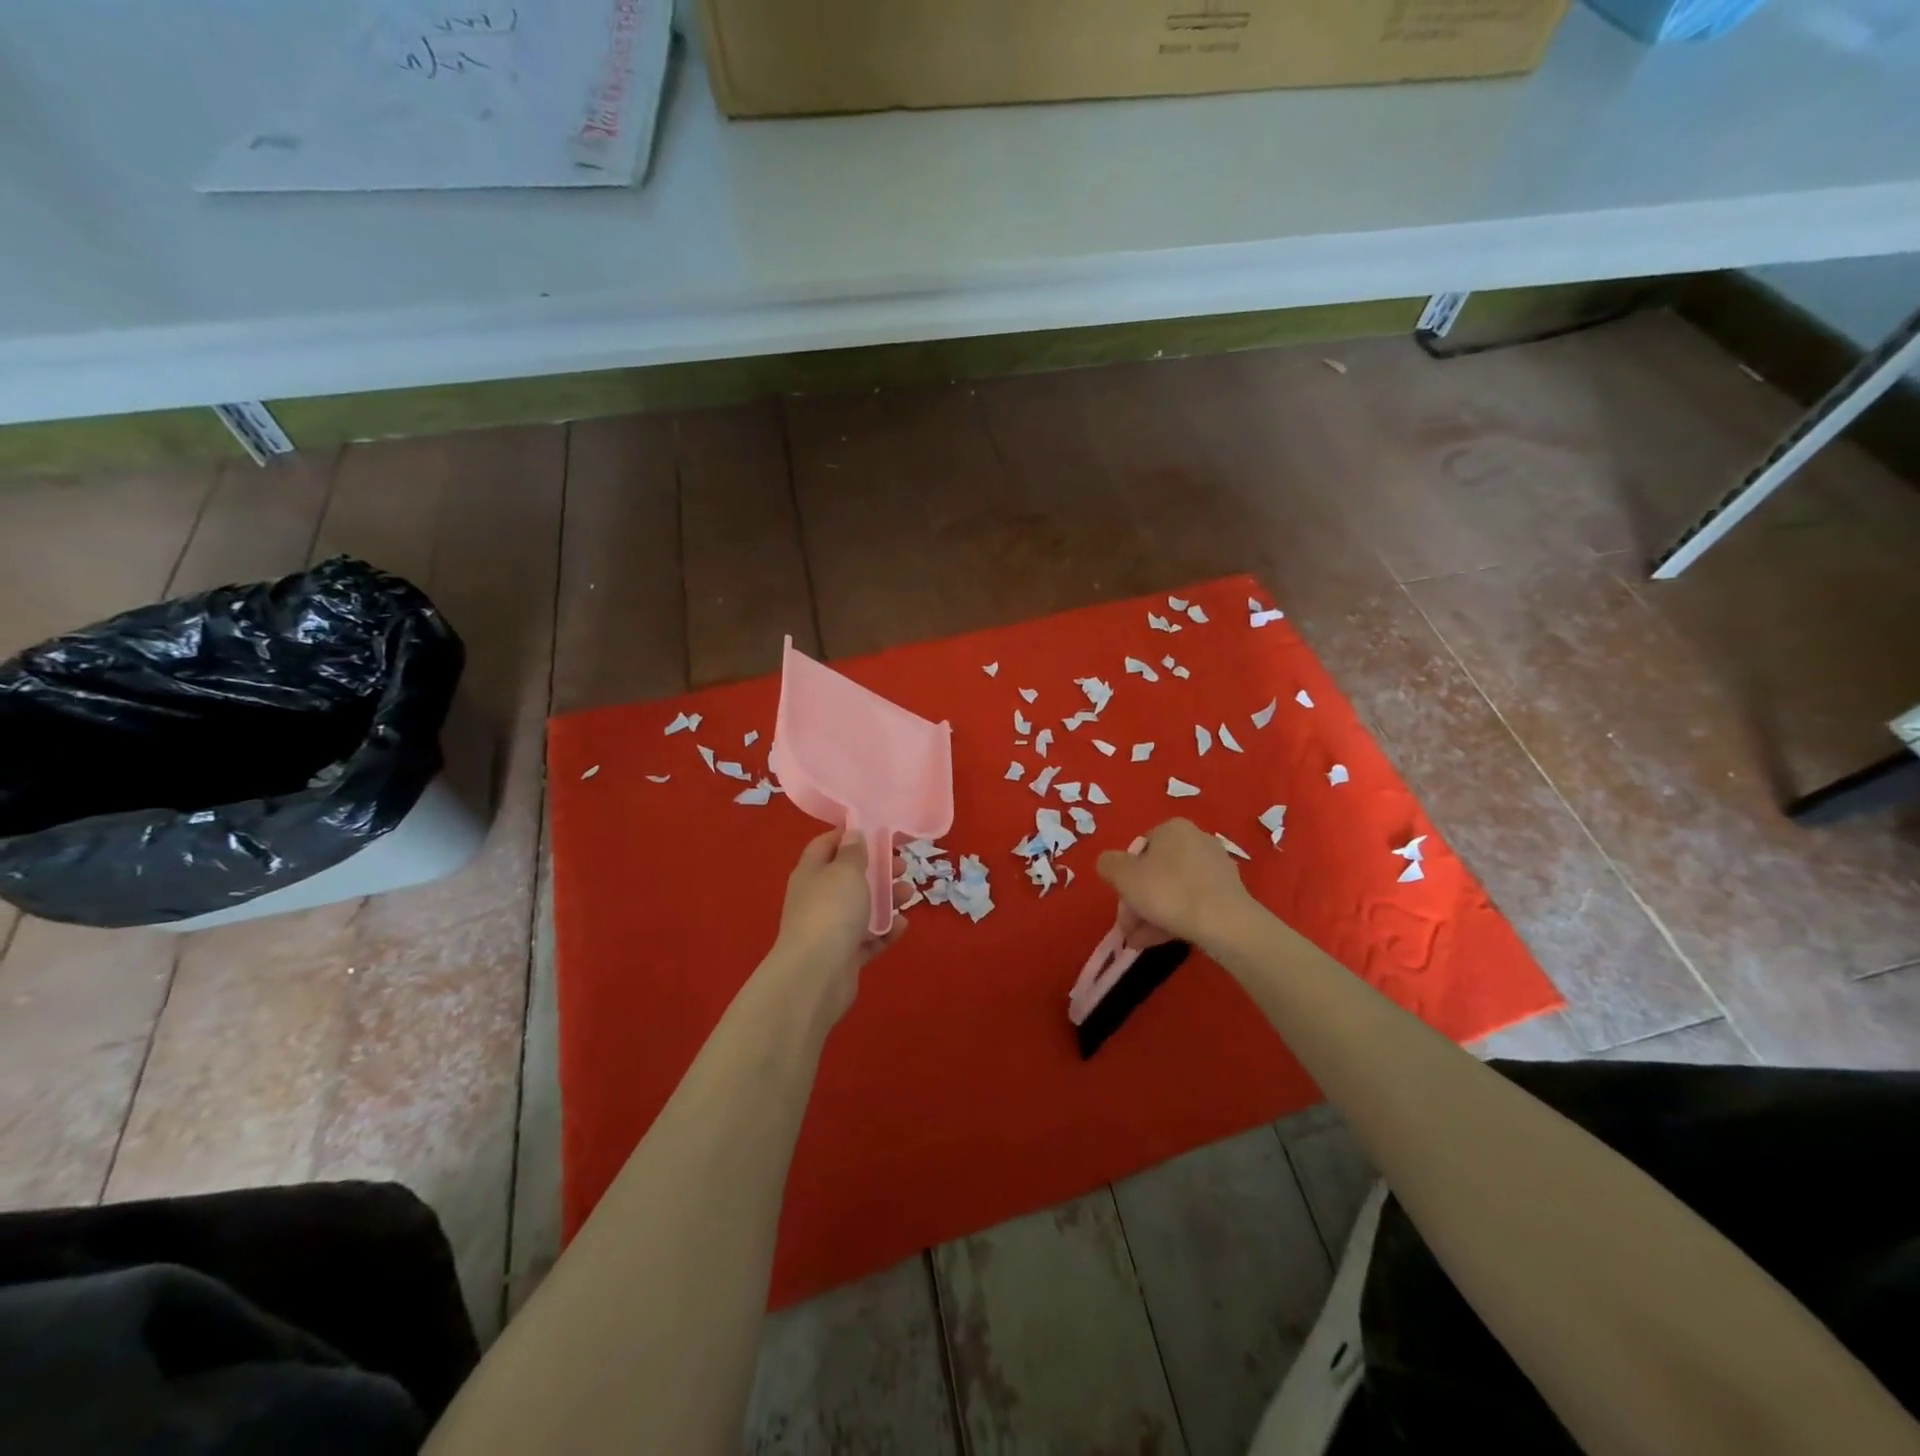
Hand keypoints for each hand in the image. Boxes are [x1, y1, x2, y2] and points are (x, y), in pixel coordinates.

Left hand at [771, 830, 910, 1018]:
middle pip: (848, 877)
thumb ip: (853, 852)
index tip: (876, 830)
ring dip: (886, 899)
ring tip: (909, 894)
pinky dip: (885, 931)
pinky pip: (868, 939)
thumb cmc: (831, 911)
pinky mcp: (844, 956)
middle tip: (901, 865)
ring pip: (861, 908)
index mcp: (811, 873)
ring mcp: (829, 929)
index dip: (848, 835)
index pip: (826, 845)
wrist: (816, 975)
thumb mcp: (845, 871)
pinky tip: (901, 925)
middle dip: (877, 869)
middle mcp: (817, 898)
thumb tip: (852, 834)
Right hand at [1096, 818, 1253, 949]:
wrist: (1224, 923)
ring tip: (1139, 942)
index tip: (1121, 903)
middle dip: (1138, 902)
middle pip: (1156, 873)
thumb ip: (1108, 864)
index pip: (1139, 850)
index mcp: (1173, 828)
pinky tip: (1161, 940)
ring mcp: (1216, 867)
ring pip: (1174, 890)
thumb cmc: (1167, 891)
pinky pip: (1193, 902)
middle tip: (1128, 928)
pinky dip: (1175, 918)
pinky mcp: (1229, 893)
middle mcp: (1197, 840)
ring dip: (1152, 914)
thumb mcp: (1123, 876)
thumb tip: (1109, 864)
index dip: (1125, 878)